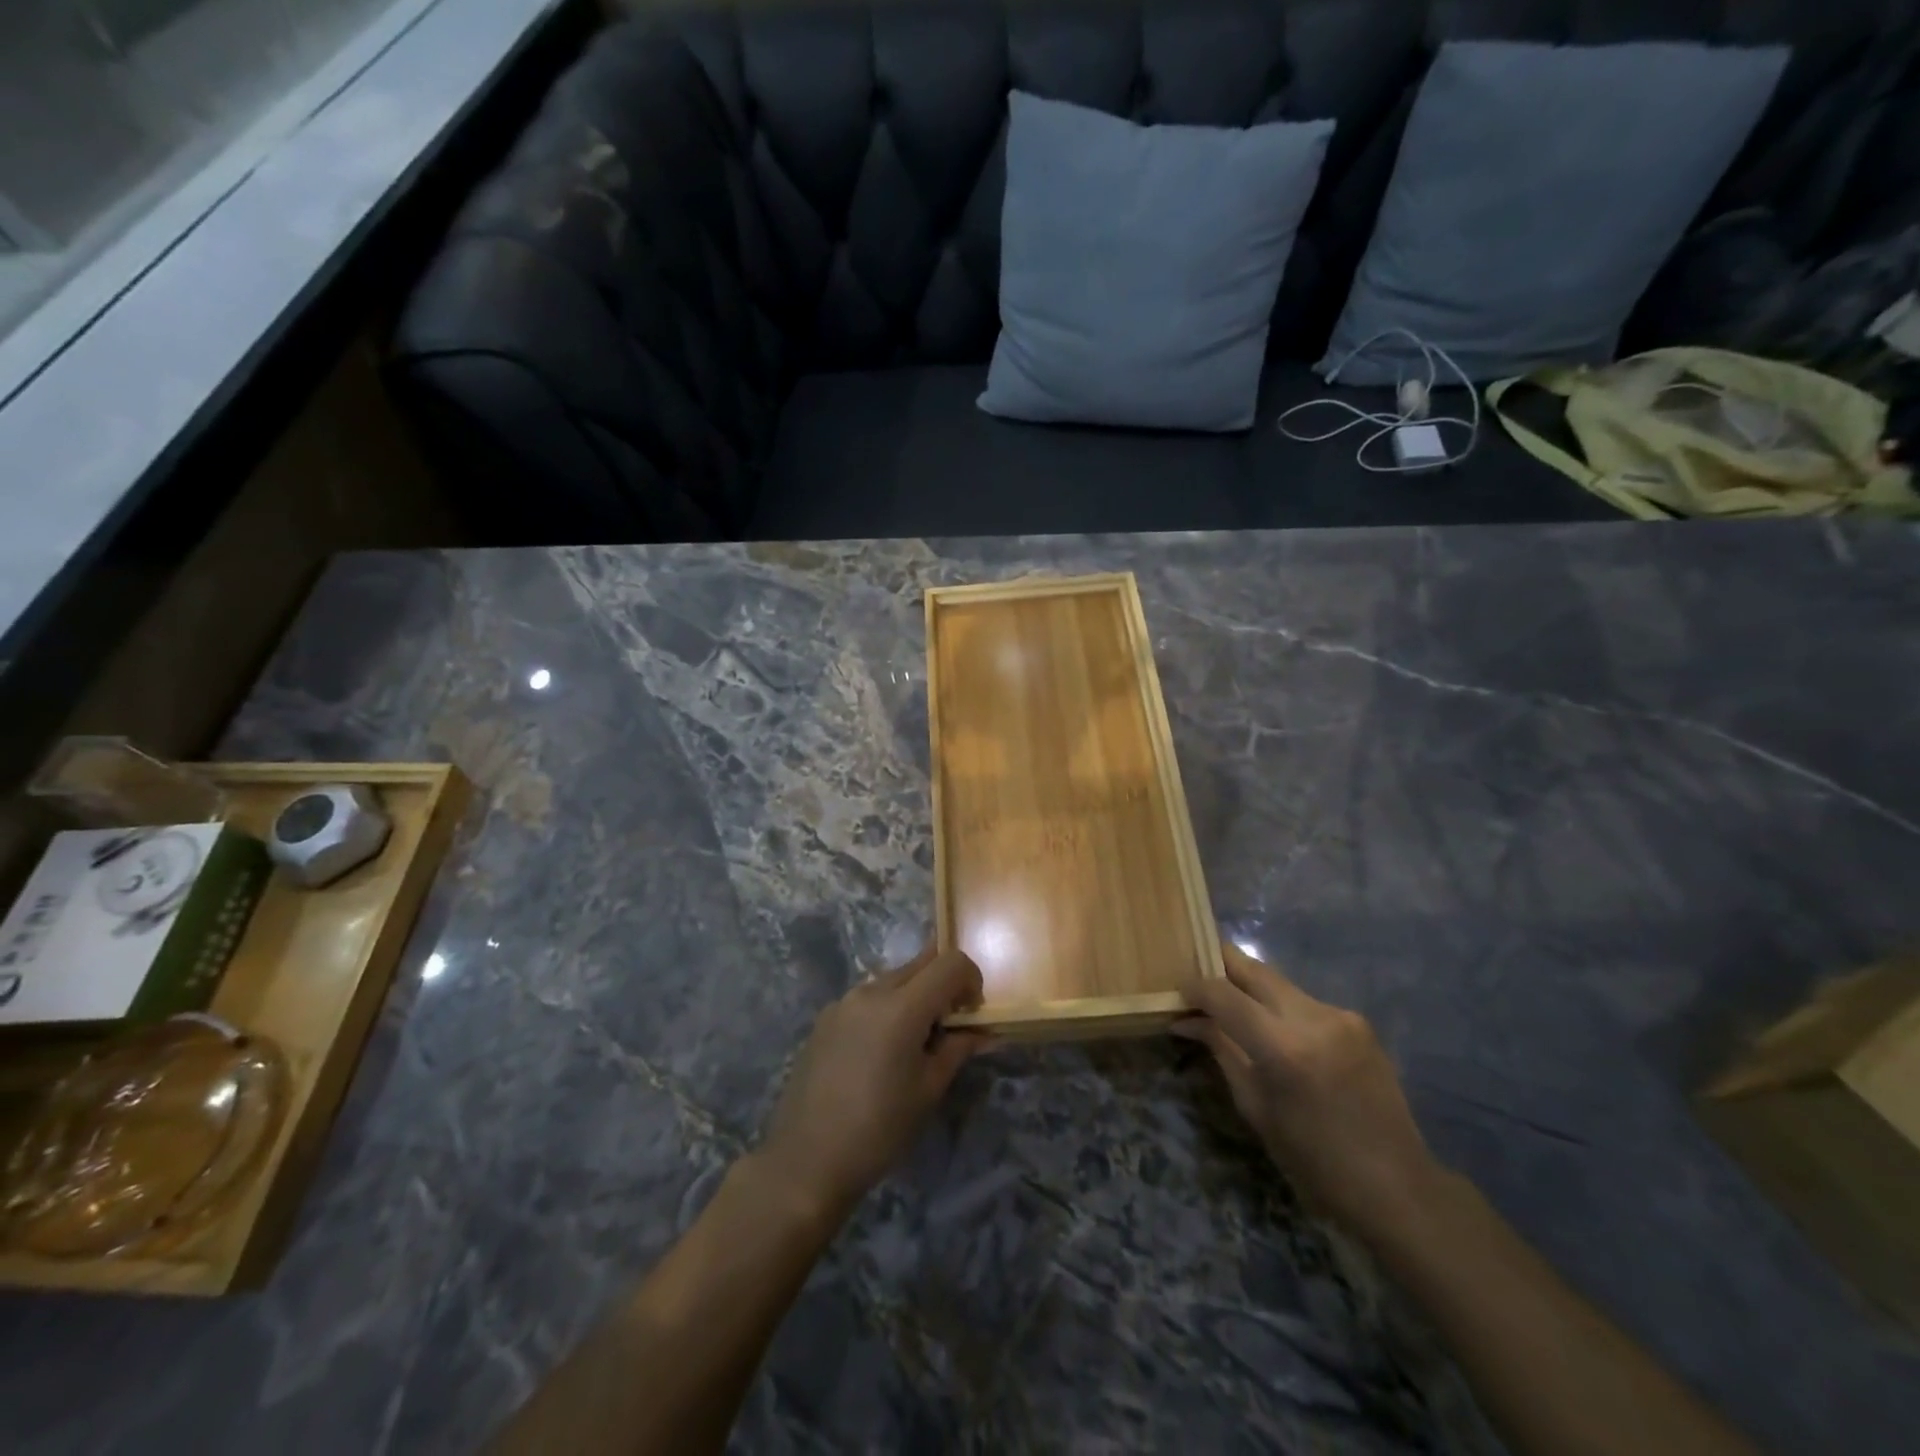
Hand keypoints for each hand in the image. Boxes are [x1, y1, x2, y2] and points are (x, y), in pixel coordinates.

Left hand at [759, 948, 988, 1221]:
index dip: (971, 978)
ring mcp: (843, 1001)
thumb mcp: (928, 1090)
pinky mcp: (825, 1017)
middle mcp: (871, 991)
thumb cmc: (879, 1129)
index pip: (950, 962)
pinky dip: (887, 1009)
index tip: (972, 1012)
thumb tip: (982, 1031)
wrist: (806, 1160)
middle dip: (944, 984)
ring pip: (893, 979)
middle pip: (921, 964)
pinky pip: (868, 998)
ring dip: (915, 996)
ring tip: (914, 1043)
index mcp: (901, 1006)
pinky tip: (880, 1053)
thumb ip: (958, 1048)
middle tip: (950, 1025)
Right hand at [1175, 942, 1440, 1240]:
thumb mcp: (1256, 1108)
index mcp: (1283, 1046)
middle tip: (1198, 978)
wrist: (1398, 1187)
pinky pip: (1305, 1003)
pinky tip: (1276, 1032)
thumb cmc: (1315, 1161)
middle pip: (1254, 969)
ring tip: (1233, 1008)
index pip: (1223, 993)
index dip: (1194, 988)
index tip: (1177, 994)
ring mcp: (1340, 1016)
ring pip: (1279, 983)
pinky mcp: (1358, 1022)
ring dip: (1252, 990)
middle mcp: (1313, 1018)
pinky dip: (1281, 1009)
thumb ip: (1222, 1051)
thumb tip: (1186, 1021)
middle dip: (1221, 967)